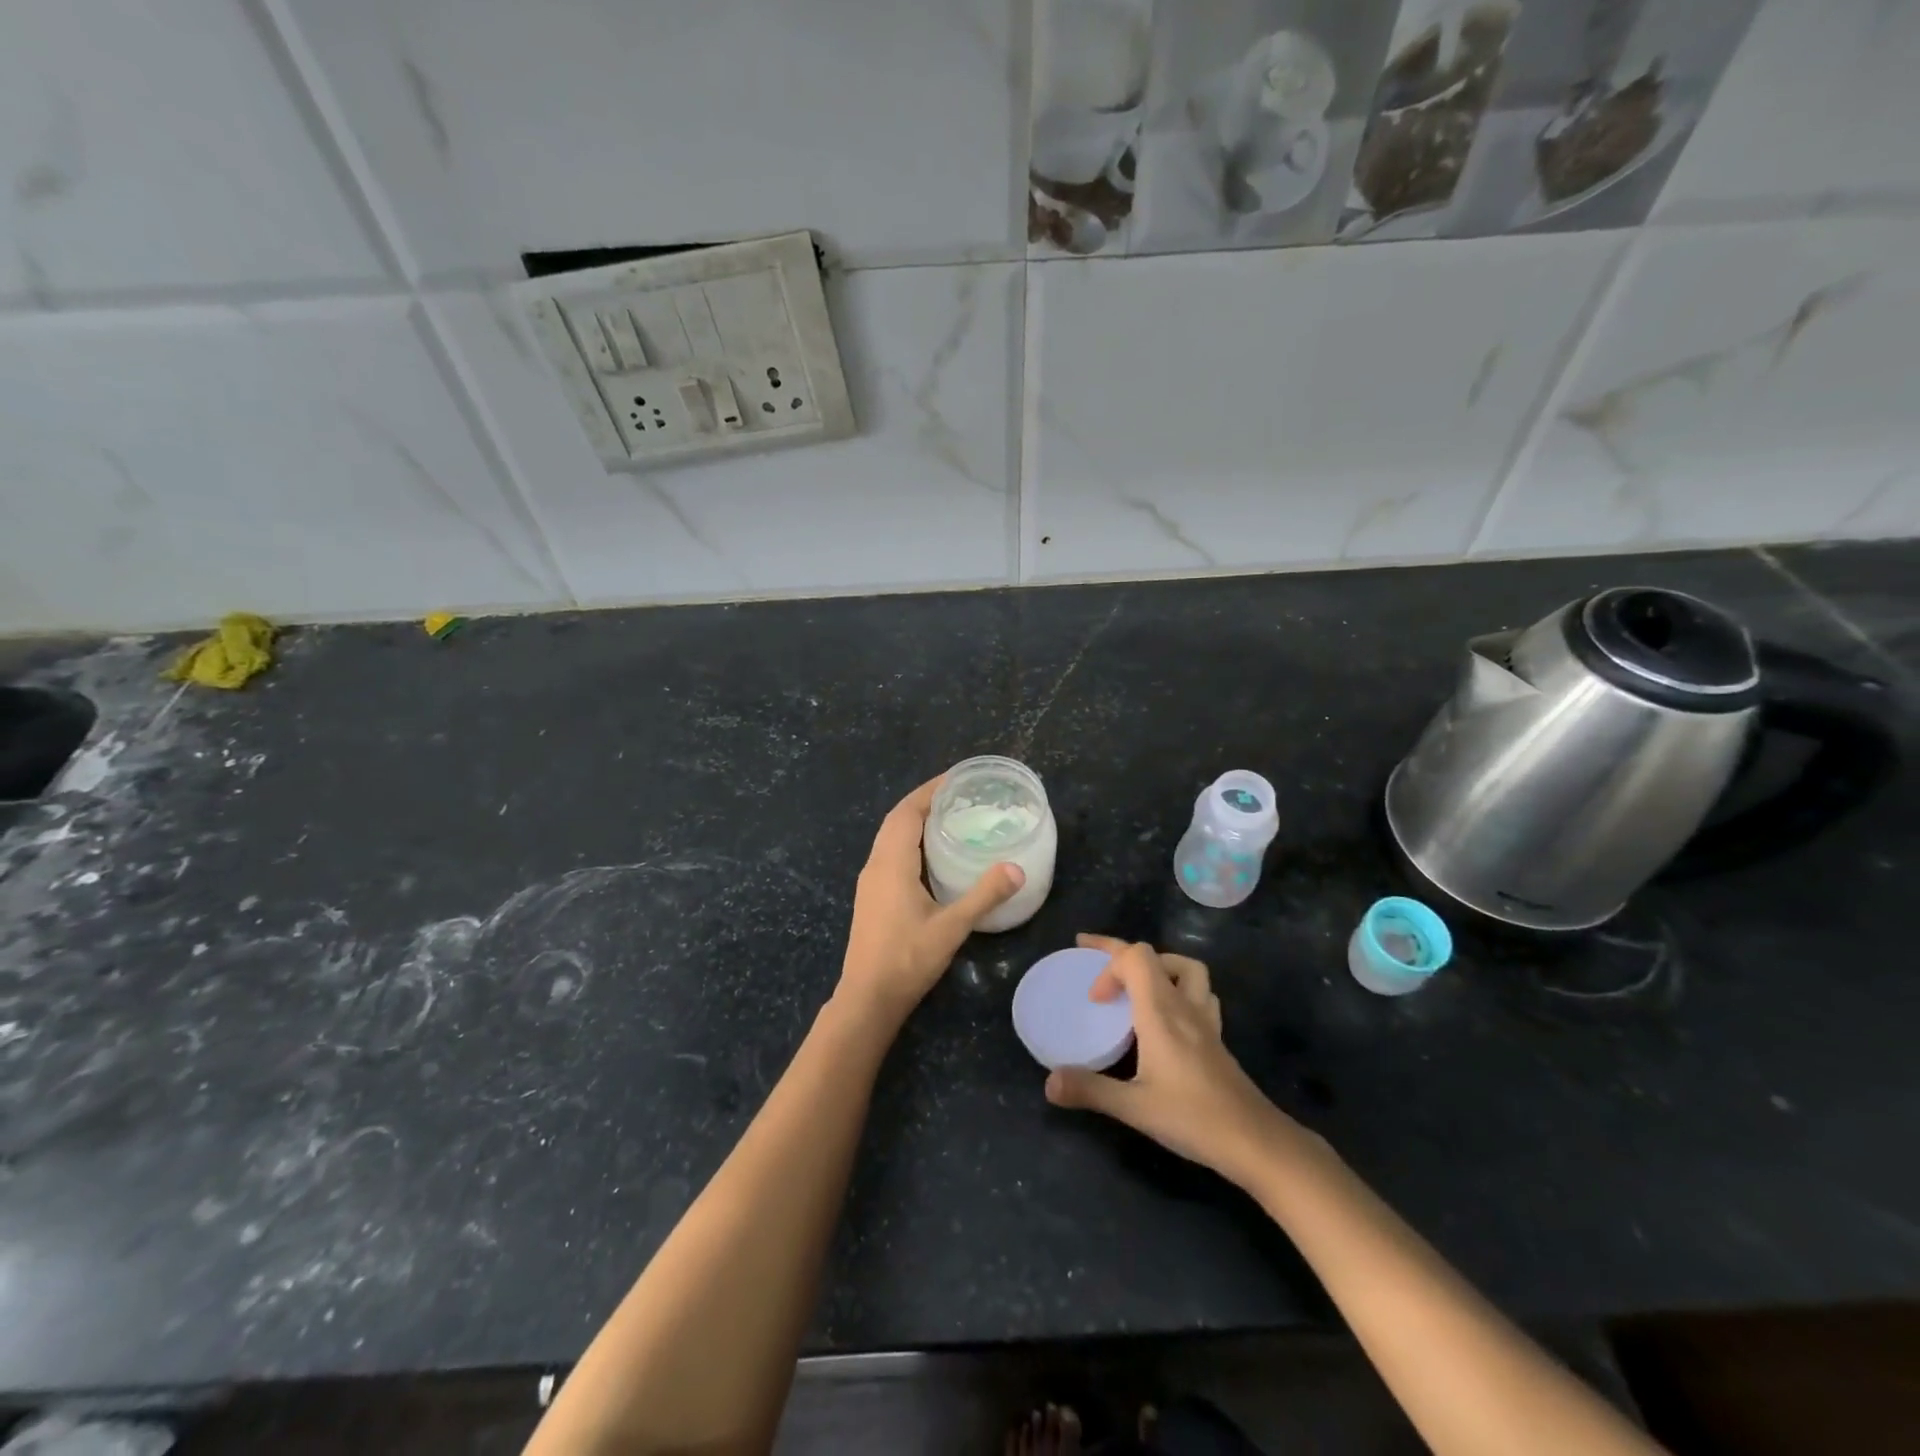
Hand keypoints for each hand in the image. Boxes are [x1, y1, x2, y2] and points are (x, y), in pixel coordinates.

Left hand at [837, 776, 1024, 1025]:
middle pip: (897, 820)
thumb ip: (984, 896)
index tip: (956, 778)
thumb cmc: (907, 959)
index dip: (929, 791)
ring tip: (950, 818)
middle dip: (924, 802)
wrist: (868, 998)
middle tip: (959, 796)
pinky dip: (910, 842)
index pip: (907, 812)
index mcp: (891, 863)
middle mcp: (876, 865)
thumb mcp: (951, 927)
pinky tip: (933, 856)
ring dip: (915, 822)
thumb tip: (1016, 869)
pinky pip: (890, 854)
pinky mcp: (871, 897)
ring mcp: (870, 882)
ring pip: (890, 837)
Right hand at [1045, 935, 1297, 1184]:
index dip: (1108, 964)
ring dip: (1157, 966)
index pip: (1136, 956)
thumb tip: (1048, 1082)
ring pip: (1186, 969)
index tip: (1094, 999)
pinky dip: (1178, 990)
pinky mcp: (1216, 1037)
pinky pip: (1199, 993)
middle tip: (1093, 959)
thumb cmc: (1194, 1118)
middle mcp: (1184, 1006)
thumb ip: (1090, 1090)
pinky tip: (1168, 1017)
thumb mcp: (1134, 1108)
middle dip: (1120, 953)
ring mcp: (1205, 1020)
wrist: (1256, 1141)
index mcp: (1161, 1012)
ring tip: (1135, 985)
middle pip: (1155, 956)